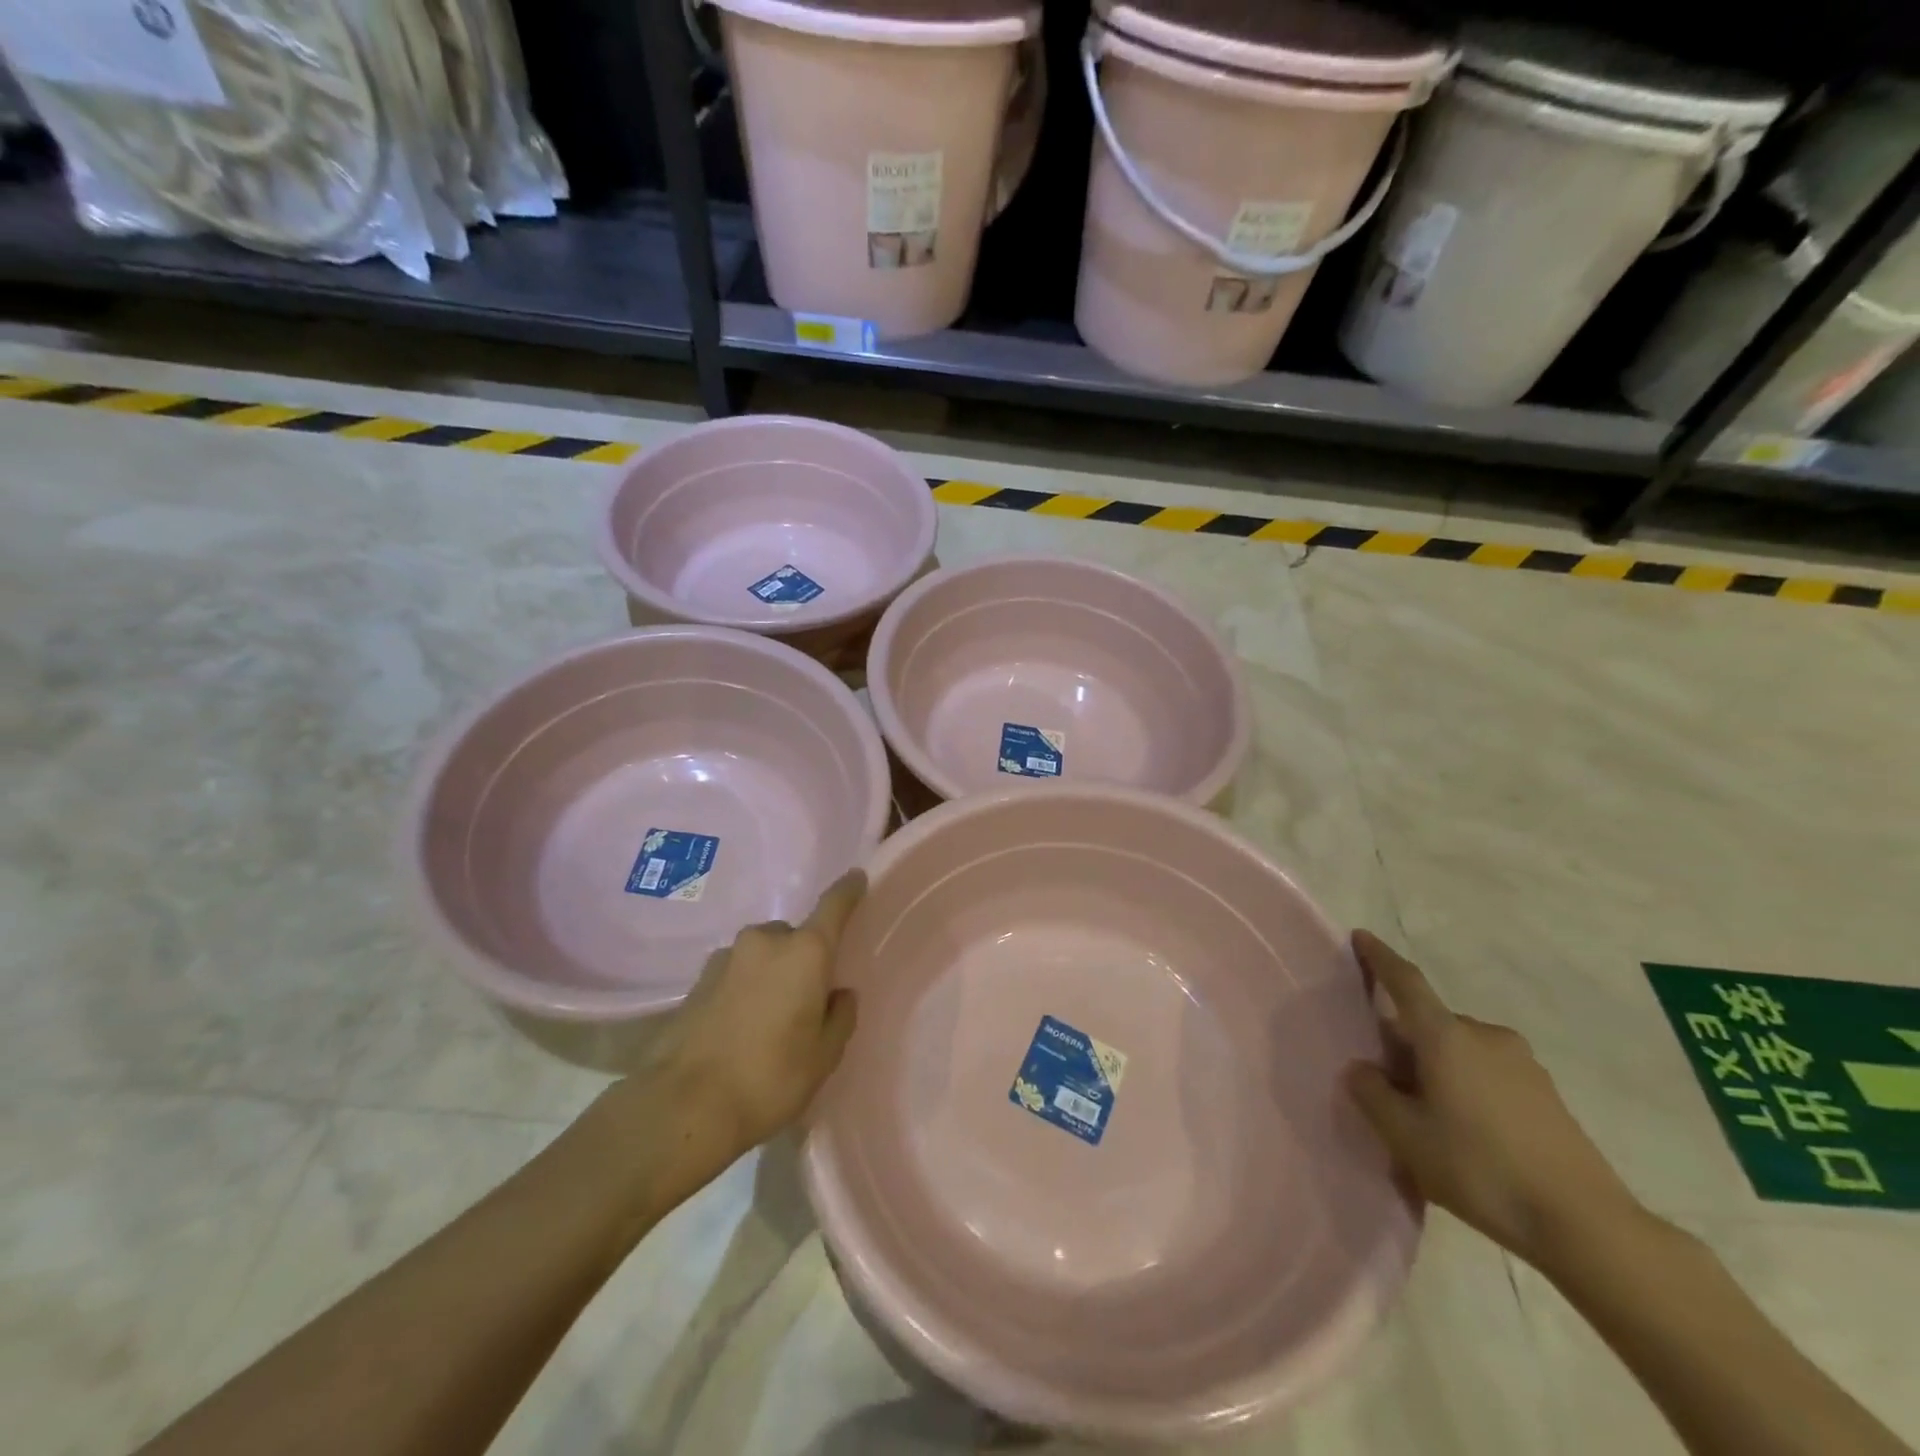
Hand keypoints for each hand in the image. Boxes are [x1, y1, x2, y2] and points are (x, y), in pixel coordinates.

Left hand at [656, 871, 863, 1155]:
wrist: (681, 1106)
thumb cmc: (769, 1078)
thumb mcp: (823, 1057)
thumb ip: (840, 1017)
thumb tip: (839, 994)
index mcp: (805, 952)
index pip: (834, 906)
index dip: (848, 891)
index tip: (857, 877)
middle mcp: (765, 941)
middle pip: (795, 937)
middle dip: (804, 957)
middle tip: (807, 999)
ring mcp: (726, 958)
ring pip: (763, 954)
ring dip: (772, 974)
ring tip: (770, 1020)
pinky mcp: (697, 981)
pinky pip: (736, 973)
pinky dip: (745, 988)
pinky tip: (740, 1027)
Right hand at [1345, 930, 1642, 1268]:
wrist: (1587, 1225)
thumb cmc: (1481, 1169)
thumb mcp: (1406, 1136)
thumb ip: (1372, 1094)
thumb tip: (1363, 1069)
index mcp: (1446, 1036)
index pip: (1405, 981)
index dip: (1380, 957)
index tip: (1360, 936)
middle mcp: (1484, 1036)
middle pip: (1430, 1024)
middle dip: (1405, 1042)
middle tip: (1387, 1082)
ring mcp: (1522, 1063)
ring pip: (1460, 1051)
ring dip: (1438, 1068)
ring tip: (1428, 1115)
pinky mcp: (1546, 1093)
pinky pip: (1489, 1073)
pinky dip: (1467, 1087)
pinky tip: (1467, 1133)